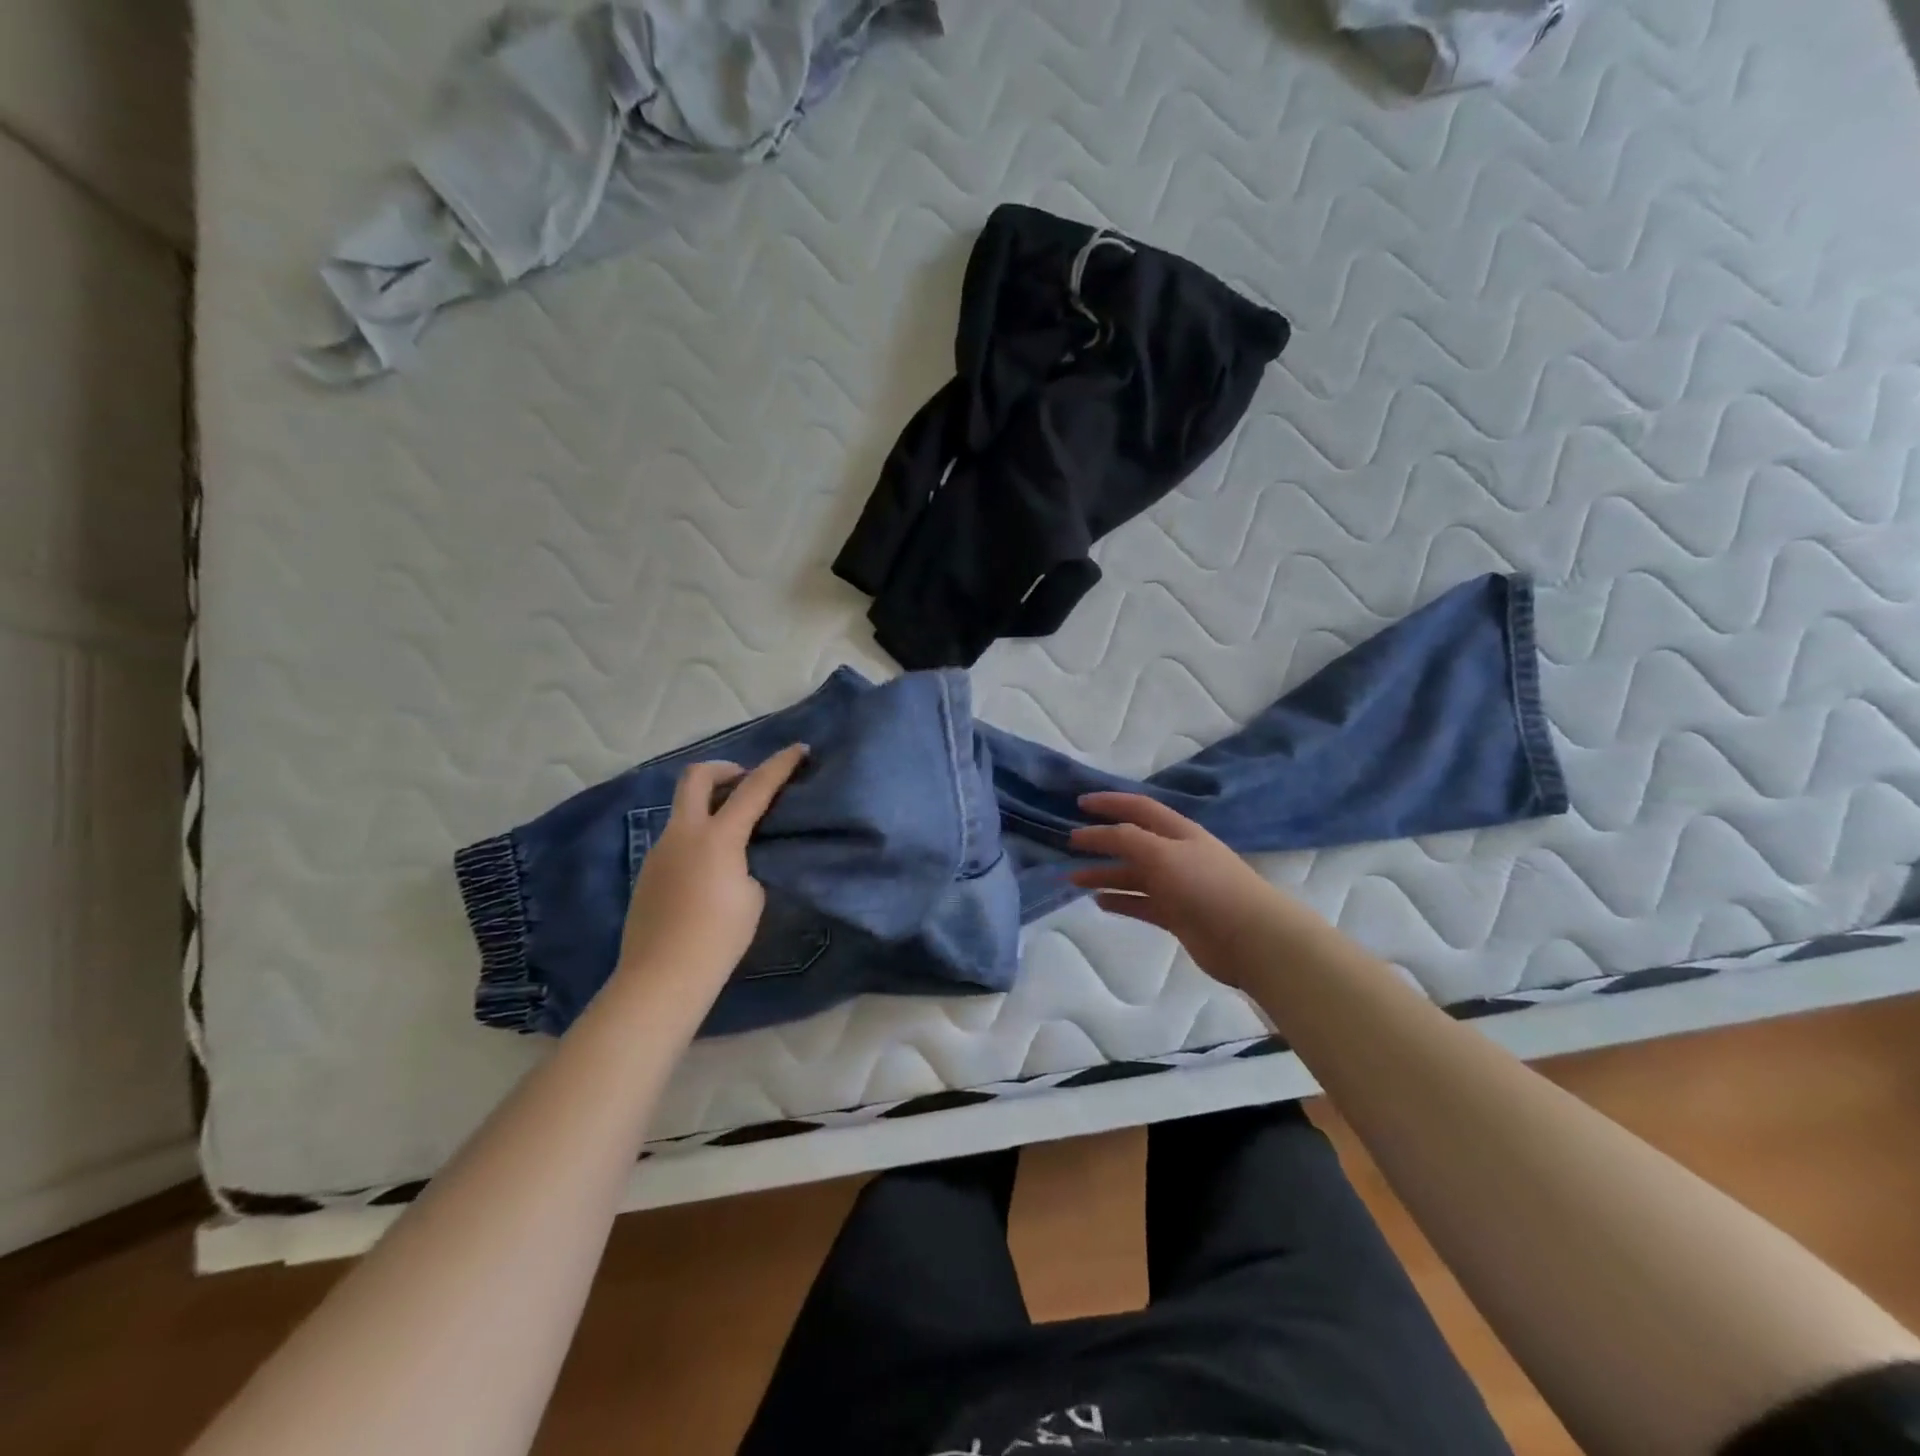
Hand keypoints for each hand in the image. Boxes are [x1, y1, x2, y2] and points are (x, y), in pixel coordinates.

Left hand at [616, 744, 808, 985]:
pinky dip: (697, 836)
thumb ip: (746, 864)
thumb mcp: (752, 896)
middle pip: (695, 777)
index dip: (779, 765)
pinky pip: (676, 839)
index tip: (798, 749)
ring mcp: (659, 851)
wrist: (661, 978)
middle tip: (745, 782)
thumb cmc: (718, 939)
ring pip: (683, 810)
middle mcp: (682, 834)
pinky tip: (710, 869)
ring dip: (709, 807)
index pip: (754, 788)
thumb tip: (733, 859)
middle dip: (723, 769)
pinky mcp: (648, 872)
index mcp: (716, 837)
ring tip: (734, 833)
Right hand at [1068, 792, 1328, 988]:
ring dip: (1103, 874)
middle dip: (1101, 841)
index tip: (1079, 803)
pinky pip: (1140, 903)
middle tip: (1069, 844)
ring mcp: (1177, 886)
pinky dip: (1119, 901)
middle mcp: (1176, 855)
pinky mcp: (1177, 915)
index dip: (1109, 803)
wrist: (1250, 937)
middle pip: (1132, 842)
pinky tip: (1099, 902)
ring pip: (1133, 875)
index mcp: (1177, 832)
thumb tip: (1096, 834)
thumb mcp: (1162, 853)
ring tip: (1073, 879)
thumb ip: (1127, 839)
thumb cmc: (1205, 886)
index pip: (1138, 808)